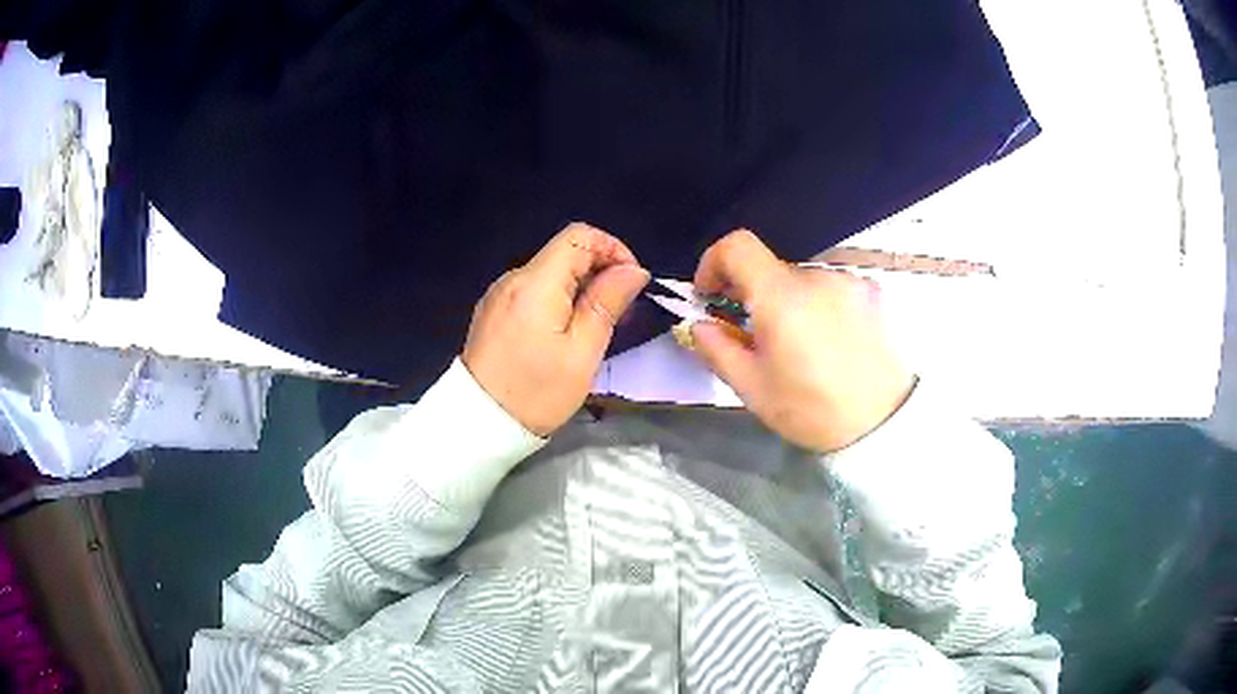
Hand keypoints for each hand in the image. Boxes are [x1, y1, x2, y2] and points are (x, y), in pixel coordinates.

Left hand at [462, 224, 649, 435]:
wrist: (478, 423)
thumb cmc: (536, 393)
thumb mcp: (582, 353)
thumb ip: (606, 303)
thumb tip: (633, 270)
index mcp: (535, 283)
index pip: (579, 236)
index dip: (612, 248)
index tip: (631, 281)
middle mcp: (513, 278)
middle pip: (564, 252)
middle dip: (599, 270)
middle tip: (619, 311)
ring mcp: (499, 294)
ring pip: (549, 272)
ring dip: (579, 286)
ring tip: (594, 326)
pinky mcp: (492, 311)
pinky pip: (532, 291)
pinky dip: (556, 298)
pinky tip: (563, 332)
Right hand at [690, 230, 914, 452]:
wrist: (883, 423)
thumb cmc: (812, 410)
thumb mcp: (753, 389)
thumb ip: (717, 349)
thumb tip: (700, 324)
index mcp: (782, 297)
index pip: (737, 246)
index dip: (714, 262)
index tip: (711, 295)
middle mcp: (817, 276)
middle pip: (770, 269)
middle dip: (754, 296)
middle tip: (757, 337)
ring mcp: (849, 281)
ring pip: (802, 281)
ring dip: (789, 302)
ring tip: (802, 346)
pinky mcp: (871, 292)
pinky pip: (831, 288)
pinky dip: (819, 306)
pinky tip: (831, 342)